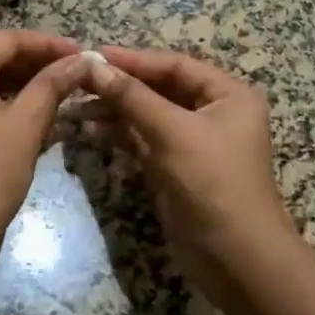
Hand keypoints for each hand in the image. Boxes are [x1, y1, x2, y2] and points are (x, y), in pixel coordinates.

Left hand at [0, 31, 89, 266]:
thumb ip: (51, 86)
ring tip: (61, 92)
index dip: (47, 43)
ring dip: (24, 83)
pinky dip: (7, 102)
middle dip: (36, 62)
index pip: (8, 40)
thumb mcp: (25, 126)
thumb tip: (79, 60)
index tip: (81, 55)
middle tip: (74, 73)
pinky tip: (34, 116)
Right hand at [83, 48, 300, 296]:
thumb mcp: (172, 132)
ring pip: (149, 114)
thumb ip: (132, 96)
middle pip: (160, 88)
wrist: (237, 260)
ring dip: (116, 110)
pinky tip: (91, 129)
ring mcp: (195, 142)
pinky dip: (121, 134)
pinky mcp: (178, 168)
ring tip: (77, 106)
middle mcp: (215, 113)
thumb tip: (93, 64)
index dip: (133, 59)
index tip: (92, 55)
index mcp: (228, 95)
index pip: (174, 65)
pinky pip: (145, 140)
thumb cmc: (212, 183)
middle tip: (79, 80)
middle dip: (121, 85)